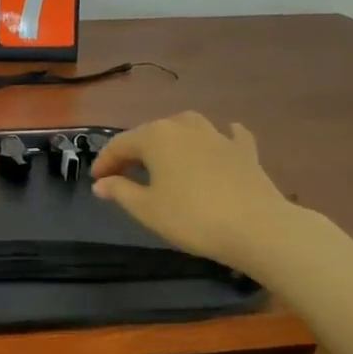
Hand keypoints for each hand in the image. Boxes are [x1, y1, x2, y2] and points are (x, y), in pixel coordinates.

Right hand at [90, 113, 296, 270]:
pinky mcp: (244, 150)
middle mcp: (184, 126)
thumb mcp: (147, 209)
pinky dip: (220, 138)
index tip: (95, 180)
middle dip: (134, 151)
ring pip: (187, 127)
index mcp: (156, 137)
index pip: (120, 144)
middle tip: (123, 173)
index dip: (105, 162)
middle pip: (151, 133)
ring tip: (164, 156)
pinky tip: (221, 141)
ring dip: (172, 138)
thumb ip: (120, 191)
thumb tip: (101, 183)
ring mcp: (218, 135)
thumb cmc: (191, 217)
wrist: (256, 227)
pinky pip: (228, 136)